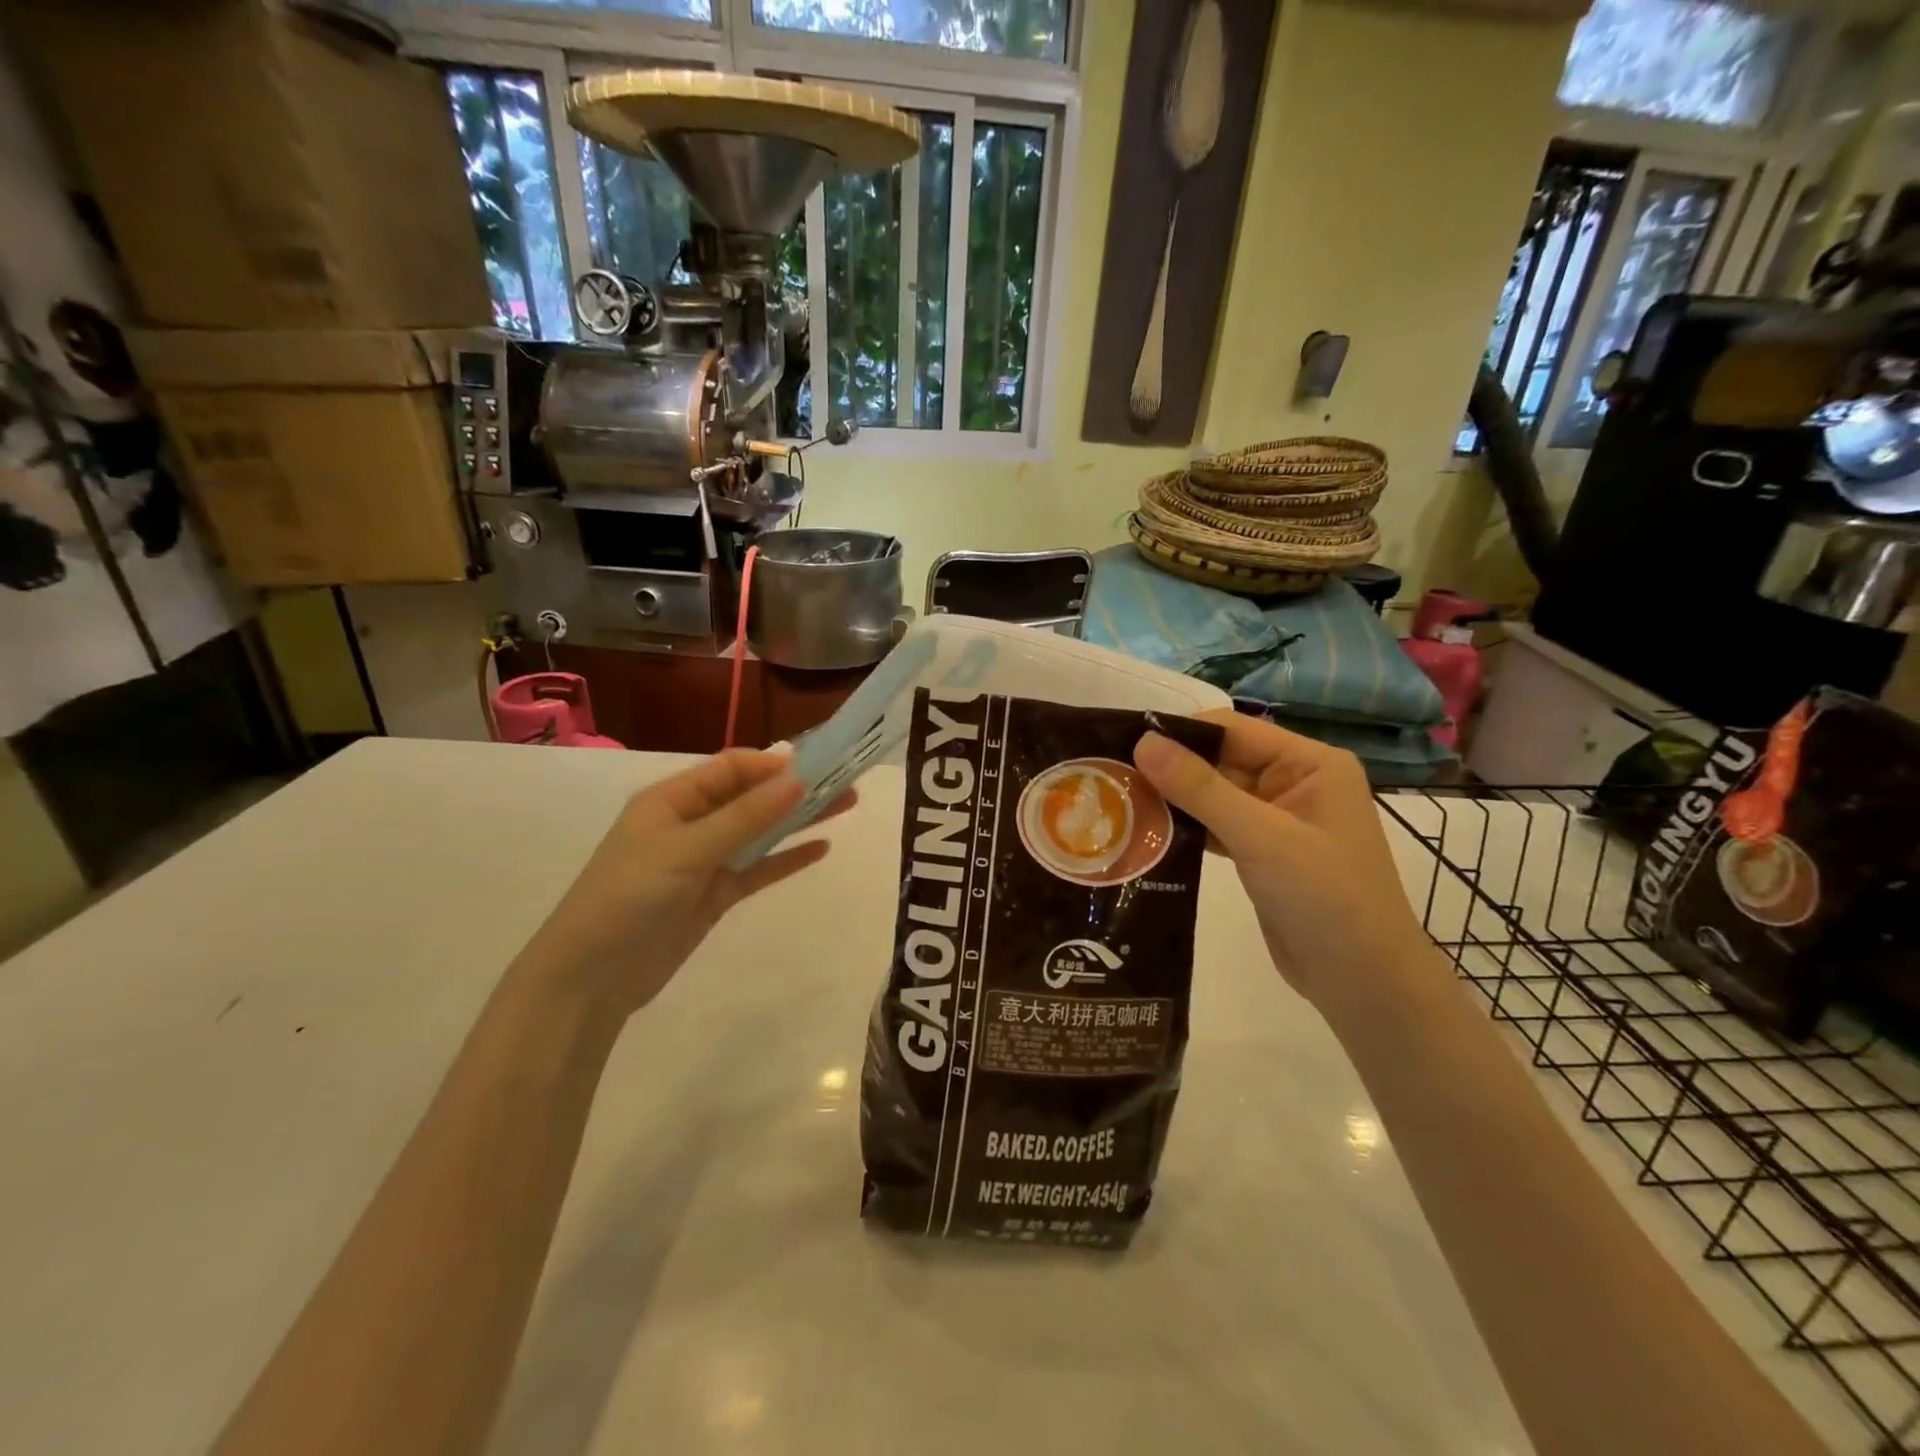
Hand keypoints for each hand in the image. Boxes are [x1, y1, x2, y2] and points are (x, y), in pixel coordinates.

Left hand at [517, 750, 848, 1016]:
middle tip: (846, 782)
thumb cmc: (629, 897)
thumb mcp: (687, 850)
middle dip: (794, 788)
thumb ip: (745, 816)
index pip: (730, 768)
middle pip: (750, 797)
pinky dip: (785, 858)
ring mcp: (703, 861)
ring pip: (759, 831)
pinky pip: (757, 869)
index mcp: (672, 800)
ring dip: (797, 819)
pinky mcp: (714, 895)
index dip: (773, 764)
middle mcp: (690, 823)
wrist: (592, 977)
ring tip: (846, 806)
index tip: (819, 764)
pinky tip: (820, 849)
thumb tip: (797, 779)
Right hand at [1134, 710, 1435, 1014]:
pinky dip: (1185, 828)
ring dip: (1173, 800)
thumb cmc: (1326, 899)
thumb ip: (1201, 788)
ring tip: (1118, 802)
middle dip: (1171, 769)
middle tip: (1112, 776)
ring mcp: (1277, 819)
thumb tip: (1144, 742)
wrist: (1365, 984)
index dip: (1181, 734)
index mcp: (1311, 763)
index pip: (1233, 730)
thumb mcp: (1262, 837)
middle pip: (1220, 760)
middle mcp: (1294, 782)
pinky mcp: (1261, 852)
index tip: (1125, 744)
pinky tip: (1146, 833)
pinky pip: (1215, 826)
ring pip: (1213, 795)